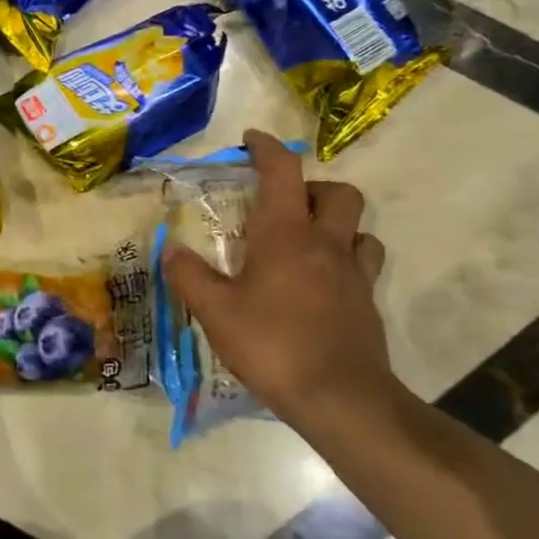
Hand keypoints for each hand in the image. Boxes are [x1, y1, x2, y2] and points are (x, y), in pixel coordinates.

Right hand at [160, 130, 397, 428]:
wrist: (341, 399)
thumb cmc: (273, 344)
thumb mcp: (216, 312)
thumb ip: (190, 277)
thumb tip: (172, 250)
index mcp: (286, 234)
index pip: (283, 172)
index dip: (268, 148)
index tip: (252, 140)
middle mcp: (325, 244)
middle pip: (338, 192)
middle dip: (313, 187)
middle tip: (284, 205)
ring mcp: (353, 274)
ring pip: (360, 228)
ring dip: (337, 224)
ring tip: (307, 242)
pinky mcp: (367, 304)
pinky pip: (364, 264)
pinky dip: (346, 260)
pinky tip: (322, 283)